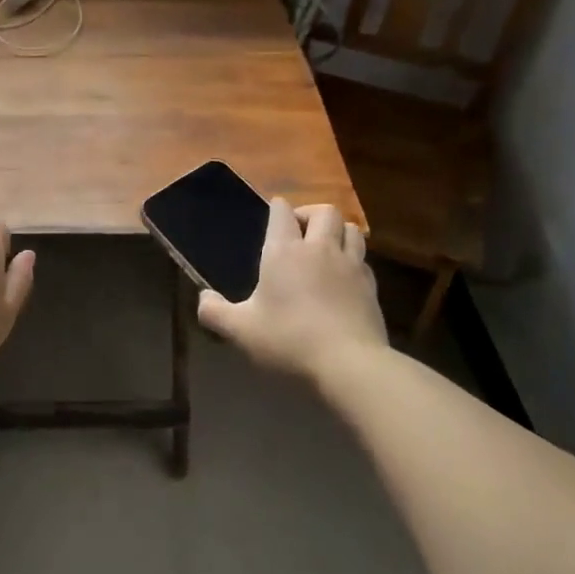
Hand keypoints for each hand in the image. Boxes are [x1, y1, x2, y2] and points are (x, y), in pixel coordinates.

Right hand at [197, 199, 389, 380]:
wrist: (349, 365)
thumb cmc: (288, 340)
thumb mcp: (240, 330)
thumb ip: (215, 312)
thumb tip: (203, 298)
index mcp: (283, 251)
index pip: (282, 212)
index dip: (277, 208)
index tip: (273, 214)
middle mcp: (319, 249)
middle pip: (325, 212)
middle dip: (311, 214)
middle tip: (299, 231)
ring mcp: (350, 266)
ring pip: (351, 229)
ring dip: (338, 231)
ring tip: (325, 247)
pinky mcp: (371, 287)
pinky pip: (363, 260)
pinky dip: (353, 260)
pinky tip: (343, 277)